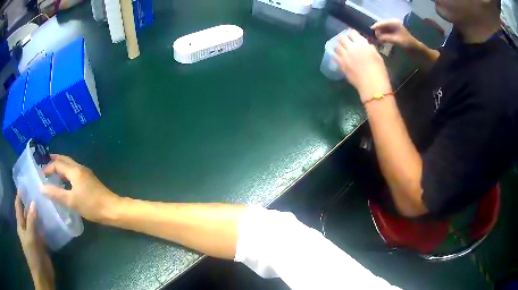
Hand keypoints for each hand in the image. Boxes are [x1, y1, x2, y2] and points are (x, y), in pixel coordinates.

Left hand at [15, 194, 54, 289]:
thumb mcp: (30, 238)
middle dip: (30, 202)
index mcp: (21, 225)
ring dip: (38, 213)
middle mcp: (26, 228)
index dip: (19, 195)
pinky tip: (50, 219)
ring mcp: (34, 236)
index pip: (18, 206)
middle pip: (26, 212)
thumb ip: (31, 221)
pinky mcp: (42, 243)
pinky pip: (42, 230)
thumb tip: (33, 202)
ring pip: (35, 221)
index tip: (24, 183)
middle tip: (37, 190)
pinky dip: (45, 224)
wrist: (42, 275)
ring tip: (45, 202)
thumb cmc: (33, 255)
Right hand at [41, 154, 119, 222]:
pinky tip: (64, 181)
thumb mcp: (71, 201)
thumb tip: (41, 188)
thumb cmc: (91, 205)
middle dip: (54, 160)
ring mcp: (86, 173)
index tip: (41, 175)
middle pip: (64, 160)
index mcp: (75, 170)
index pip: (58, 164)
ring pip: (70, 165)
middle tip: (45, 165)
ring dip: (60, 166)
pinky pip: (74, 172)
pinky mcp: (89, 180)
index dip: (48, 167)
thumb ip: (56, 194)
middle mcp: (80, 168)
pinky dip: (66, 173)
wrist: (112, 209)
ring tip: (52, 173)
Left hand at [334, 30, 391, 101]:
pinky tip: (338, 57)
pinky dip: (336, 56)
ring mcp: (345, 56)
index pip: (352, 33)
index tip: (352, 36)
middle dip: (343, 39)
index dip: (352, 34)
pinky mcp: (341, 65)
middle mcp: (351, 47)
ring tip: (341, 49)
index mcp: (362, 44)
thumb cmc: (379, 70)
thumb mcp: (377, 55)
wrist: (372, 85)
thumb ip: (368, 47)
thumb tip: (364, 45)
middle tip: (345, 42)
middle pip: (342, 38)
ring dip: (339, 47)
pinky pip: (335, 57)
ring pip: (337, 47)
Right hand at [371, 19, 417, 49]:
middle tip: (373, 38)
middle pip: (382, 27)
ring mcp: (394, 30)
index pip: (381, 23)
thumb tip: (376, 38)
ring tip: (376, 41)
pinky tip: (381, 42)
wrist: (417, 50)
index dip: (375, 28)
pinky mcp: (395, 35)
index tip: (369, 32)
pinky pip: (386, 35)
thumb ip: (386, 38)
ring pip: (384, 31)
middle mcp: (393, 25)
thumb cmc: (408, 44)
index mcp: (394, 23)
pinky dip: (383, 38)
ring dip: (380, 36)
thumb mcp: (396, 40)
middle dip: (377, 32)